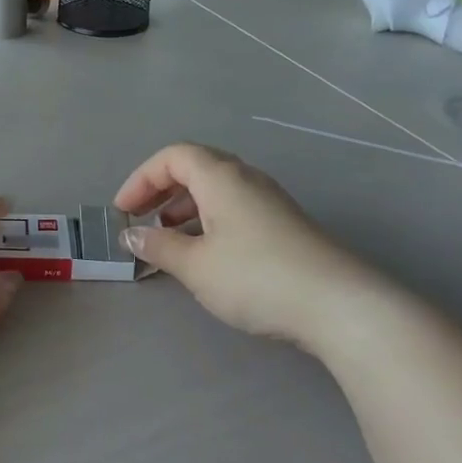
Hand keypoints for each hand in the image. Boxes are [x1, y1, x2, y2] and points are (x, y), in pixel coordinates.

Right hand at [115, 144, 344, 347]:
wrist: (338, 305)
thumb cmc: (256, 277)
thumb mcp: (196, 266)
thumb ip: (158, 246)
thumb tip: (131, 235)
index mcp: (221, 178)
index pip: (173, 157)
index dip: (141, 178)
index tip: (123, 211)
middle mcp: (246, 179)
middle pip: (196, 168)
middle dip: (161, 190)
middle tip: (140, 219)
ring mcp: (270, 201)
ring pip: (217, 190)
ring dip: (184, 207)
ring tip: (168, 239)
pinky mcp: (284, 225)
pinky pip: (235, 208)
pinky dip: (208, 221)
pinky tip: (205, 254)